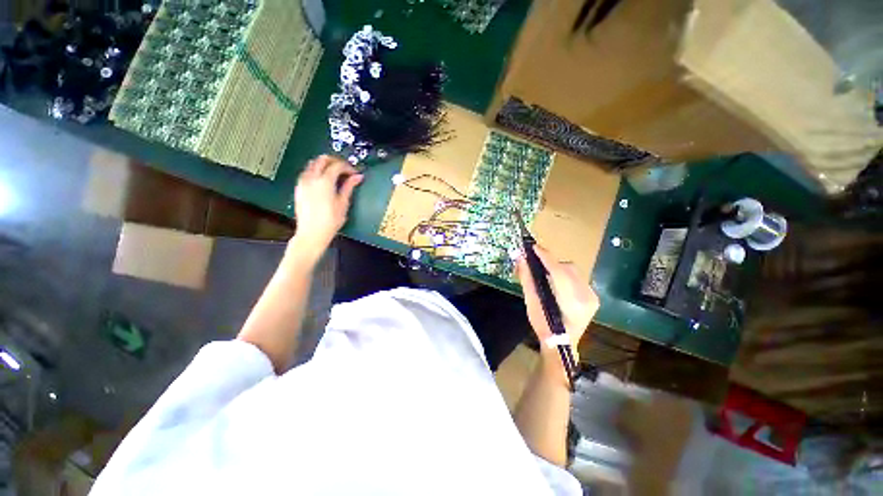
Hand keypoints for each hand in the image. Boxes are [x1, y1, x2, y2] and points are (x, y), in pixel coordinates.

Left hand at [290, 155, 362, 260]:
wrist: (312, 233)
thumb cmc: (330, 221)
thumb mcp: (343, 203)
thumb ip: (349, 187)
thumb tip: (357, 177)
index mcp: (325, 181)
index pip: (337, 165)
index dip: (348, 167)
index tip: (355, 173)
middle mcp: (311, 178)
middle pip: (323, 159)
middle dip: (335, 161)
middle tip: (345, 169)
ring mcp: (303, 182)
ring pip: (313, 164)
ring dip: (325, 165)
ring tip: (335, 174)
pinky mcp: (299, 188)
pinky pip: (307, 172)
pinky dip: (316, 171)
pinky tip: (324, 180)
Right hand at [516, 246, 599, 354]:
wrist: (562, 345)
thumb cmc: (544, 327)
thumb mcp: (532, 304)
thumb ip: (527, 279)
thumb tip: (520, 258)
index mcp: (571, 302)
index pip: (558, 272)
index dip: (545, 257)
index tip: (533, 247)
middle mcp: (586, 297)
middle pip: (567, 268)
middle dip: (550, 263)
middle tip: (534, 262)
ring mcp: (592, 296)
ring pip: (573, 271)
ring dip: (557, 268)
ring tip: (543, 273)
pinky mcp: (593, 296)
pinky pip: (576, 277)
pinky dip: (564, 275)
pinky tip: (555, 282)